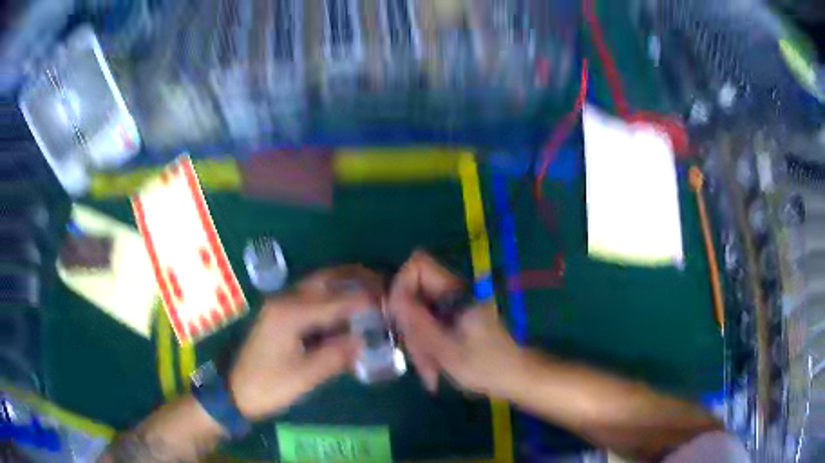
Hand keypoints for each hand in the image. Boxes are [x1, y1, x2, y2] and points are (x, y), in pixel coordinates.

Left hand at [229, 266, 382, 420]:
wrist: (234, 393)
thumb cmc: (268, 386)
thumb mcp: (304, 377)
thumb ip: (337, 355)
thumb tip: (367, 340)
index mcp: (290, 313)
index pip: (337, 300)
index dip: (367, 301)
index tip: (393, 303)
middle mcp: (285, 300)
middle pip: (327, 279)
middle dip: (358, 278)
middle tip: (386, 285)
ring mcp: (280, 304)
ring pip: (319, 284)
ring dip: (346, 283)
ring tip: (373, 290)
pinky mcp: (280, 314)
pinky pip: (312, 296)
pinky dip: (334, 296)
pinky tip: (348, 307)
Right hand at [389, 251, 522, 396]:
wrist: (514, 377)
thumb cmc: (486, 365)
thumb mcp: (447, 349)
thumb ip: (418, 324)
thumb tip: (392, 298)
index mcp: (456, 290)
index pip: (418, 264)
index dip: (401, 285)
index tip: (398, 317)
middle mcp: (452, 292)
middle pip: (413, 292)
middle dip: (409, 325)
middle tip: (416, 355)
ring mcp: (452, 306)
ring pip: (417, 313)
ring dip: (416, 341)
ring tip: (429, 371)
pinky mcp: (451, 320)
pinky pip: (427, 325)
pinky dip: (425, 346)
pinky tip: (432, 368)